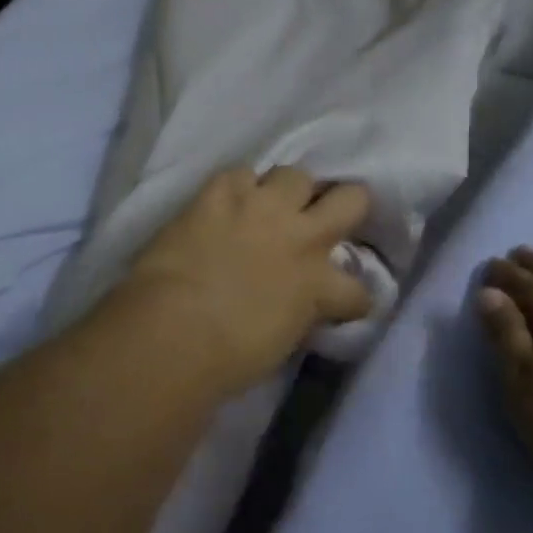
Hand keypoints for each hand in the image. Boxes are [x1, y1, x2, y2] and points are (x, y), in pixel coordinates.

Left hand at [111, 167, 372, 400]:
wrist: (173, 330)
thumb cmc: (226, 358)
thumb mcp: (282, 342)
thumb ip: (300, 312)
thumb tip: (298, 302)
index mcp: (320, 286)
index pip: (359, 289)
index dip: (351, 296)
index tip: (340, 302)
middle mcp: (302, 237)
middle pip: (351, 199)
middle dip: (345, 206)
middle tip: (325, 218)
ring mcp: (262, 208)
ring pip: (296, 175)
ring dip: (287, 192)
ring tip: (270, 207)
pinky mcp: (220, 192)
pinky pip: (240, 174)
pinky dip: (236, 189)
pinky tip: (226, 203)